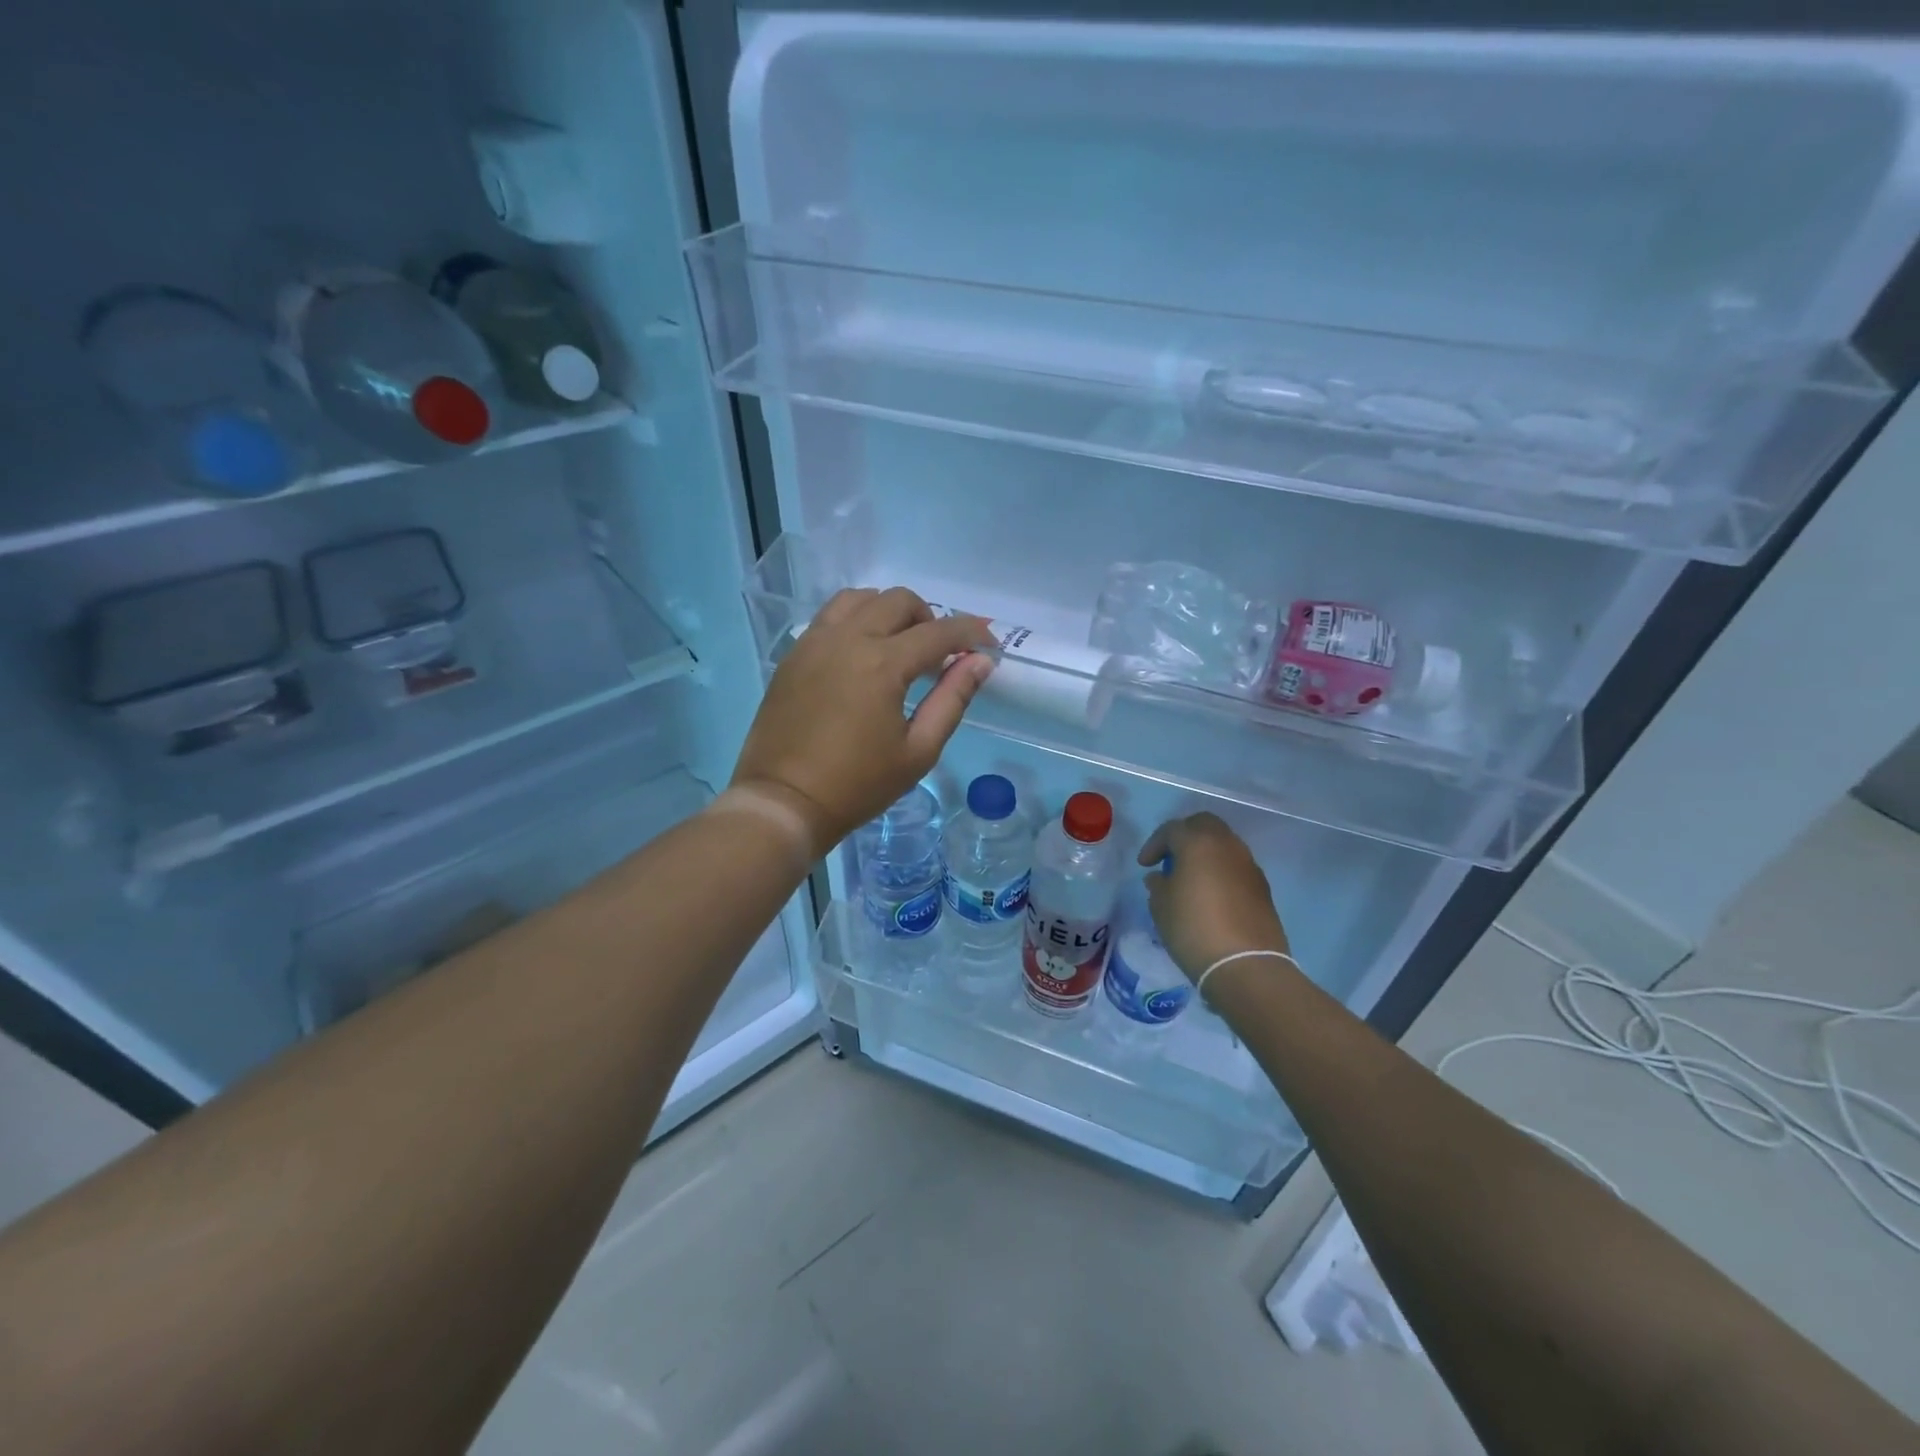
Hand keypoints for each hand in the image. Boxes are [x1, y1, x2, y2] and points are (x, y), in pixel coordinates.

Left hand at [732, 587, 995, 848]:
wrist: (784, 802)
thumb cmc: (858, 785)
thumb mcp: (918, 750)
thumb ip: (952, 700)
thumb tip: (980, 663)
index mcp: (883, 664)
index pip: (939, 632)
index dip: (972, 634)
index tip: (989, 647)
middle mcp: (848, 639)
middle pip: (899, 601)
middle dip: (930, 619)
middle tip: (938, 656)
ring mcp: (815, 642)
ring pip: (860, 599)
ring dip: (889, 612)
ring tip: (898, 647)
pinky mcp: (794, 655)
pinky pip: (830, 616)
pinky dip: (856, 620)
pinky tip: (862, 654)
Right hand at [1138, 813, 1292, 983]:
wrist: (1246, 965)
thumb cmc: (1193, 929)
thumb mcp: (1161, 907)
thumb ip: (1158, 885)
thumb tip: (1160, 877)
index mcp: (1198, 843)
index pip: (1172, 829)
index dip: (1154, 845)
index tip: (1144, 865)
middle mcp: (1227, 845)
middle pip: (1204, 825)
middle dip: (1184, 836)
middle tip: (1169, 858)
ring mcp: (1248, 865)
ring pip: (1223, 844)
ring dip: (1205, 853)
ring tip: (1190, 877)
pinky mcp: (1262, 886)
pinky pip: (1236, 866)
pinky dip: (1221, 870)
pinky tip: (1211, 894)